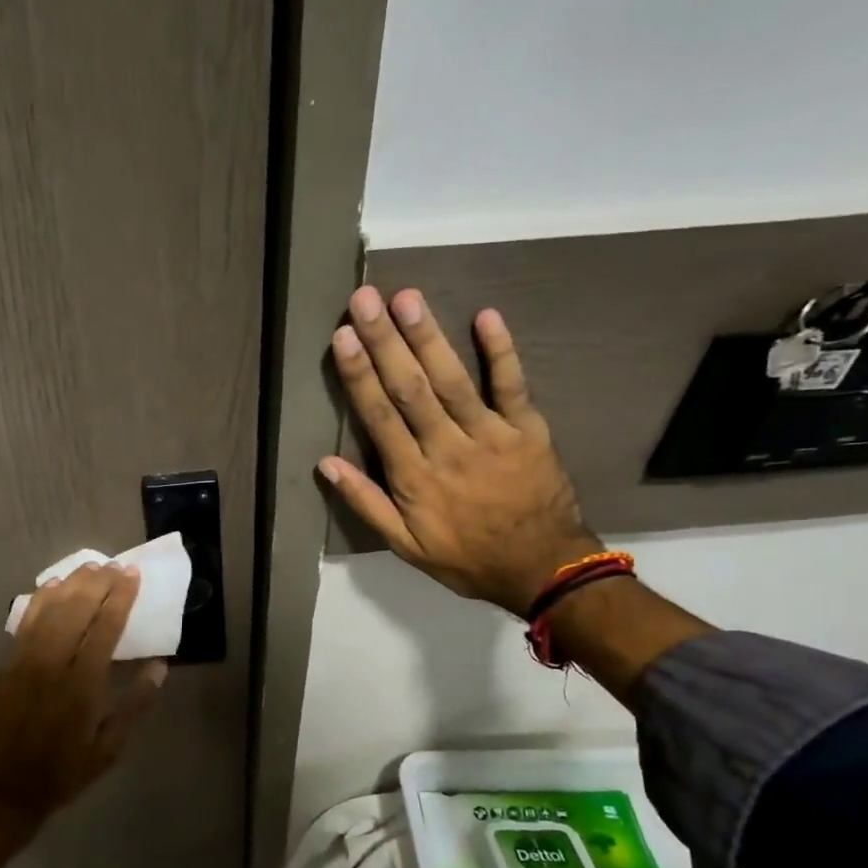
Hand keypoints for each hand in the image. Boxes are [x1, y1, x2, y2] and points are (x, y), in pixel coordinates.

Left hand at [0, 563, 167, 832]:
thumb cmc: (61, 775)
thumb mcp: (107, 750)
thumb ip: (134, 706)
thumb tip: (159, 668)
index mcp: (82, 687)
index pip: (105, 629)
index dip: (120, 598)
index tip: (132, 575)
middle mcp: (52, 666)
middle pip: (76, 611)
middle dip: (98, 583)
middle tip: (114, 565)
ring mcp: (23, 664)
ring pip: (49, 611)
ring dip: (71, 585)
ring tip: (90, 567)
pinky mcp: (4, 667)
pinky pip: (25, 624)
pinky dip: (40, 601)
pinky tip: (52, 586)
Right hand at [318, 285, 600, 615]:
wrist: (542, 569)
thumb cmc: (465, 558)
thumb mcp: (405, 546)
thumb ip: (366, 503)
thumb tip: (325, 464)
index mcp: (414, 478)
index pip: (380, 418)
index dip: (360, 375)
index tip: (342, 338)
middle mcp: (448, 449)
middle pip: (411, 389)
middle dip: (385, 342)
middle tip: (366, 299)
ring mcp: (491, 435)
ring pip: (453, 381)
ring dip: (429, 337)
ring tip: (407, 298)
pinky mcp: (528, 429)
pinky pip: (513, 385)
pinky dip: (501, 351)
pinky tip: (486, 315)